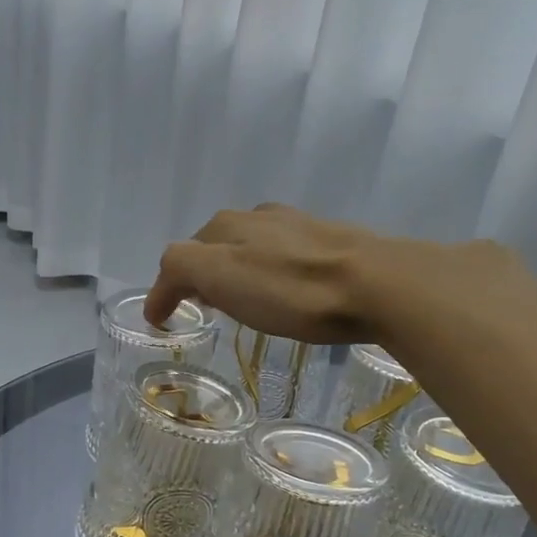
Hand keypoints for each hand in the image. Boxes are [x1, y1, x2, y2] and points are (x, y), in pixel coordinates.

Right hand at [144, 205, 395, 342]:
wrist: (376, 285)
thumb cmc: (290, 288)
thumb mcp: (220, 276)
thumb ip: (182, 270)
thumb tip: (165, 286)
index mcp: (227, 226)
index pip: (181, 254)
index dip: (166, 287)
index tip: (160, 319)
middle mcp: (259, 216)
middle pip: (215, 244)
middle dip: (201, 272)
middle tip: (201, 305)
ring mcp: (299, 225)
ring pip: (252, 245)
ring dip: (237, 269)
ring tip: (241, 299)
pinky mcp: (332, 242)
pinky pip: (285, 255)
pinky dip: (270, 271)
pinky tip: (286, 288)